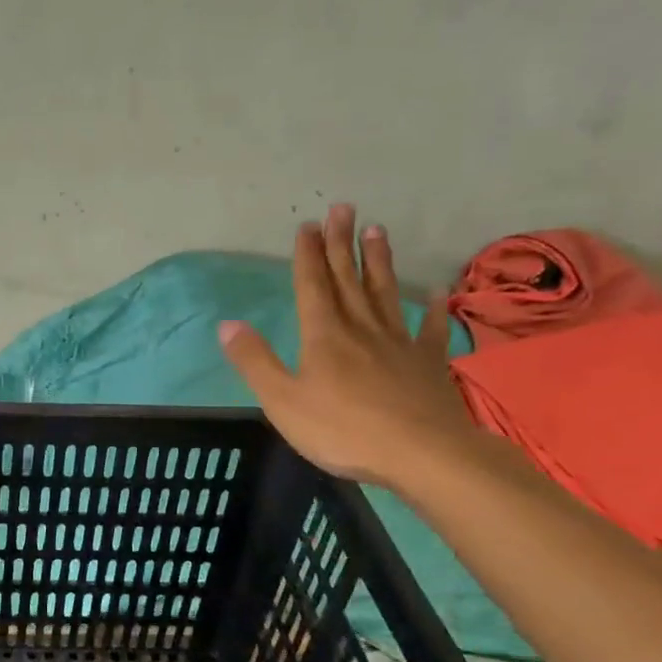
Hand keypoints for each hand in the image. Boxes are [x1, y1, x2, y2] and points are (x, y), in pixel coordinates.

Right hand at [219, 204, 477, 487]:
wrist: (421, 454)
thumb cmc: (342, 430)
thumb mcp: (282, 401)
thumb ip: (255, 361)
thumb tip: (226, 324)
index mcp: (323, 336)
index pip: (312, 286)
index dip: (308, 255)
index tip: (308, 225)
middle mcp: (361, 329)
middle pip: (349, 279)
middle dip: (341, 244)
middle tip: (343, 208)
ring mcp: (399, 343)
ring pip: (386, 293)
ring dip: (379, 262)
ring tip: (378, 230)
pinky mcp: (428, 363)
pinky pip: (430, 328)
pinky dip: (433, 308)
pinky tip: (435, 291)